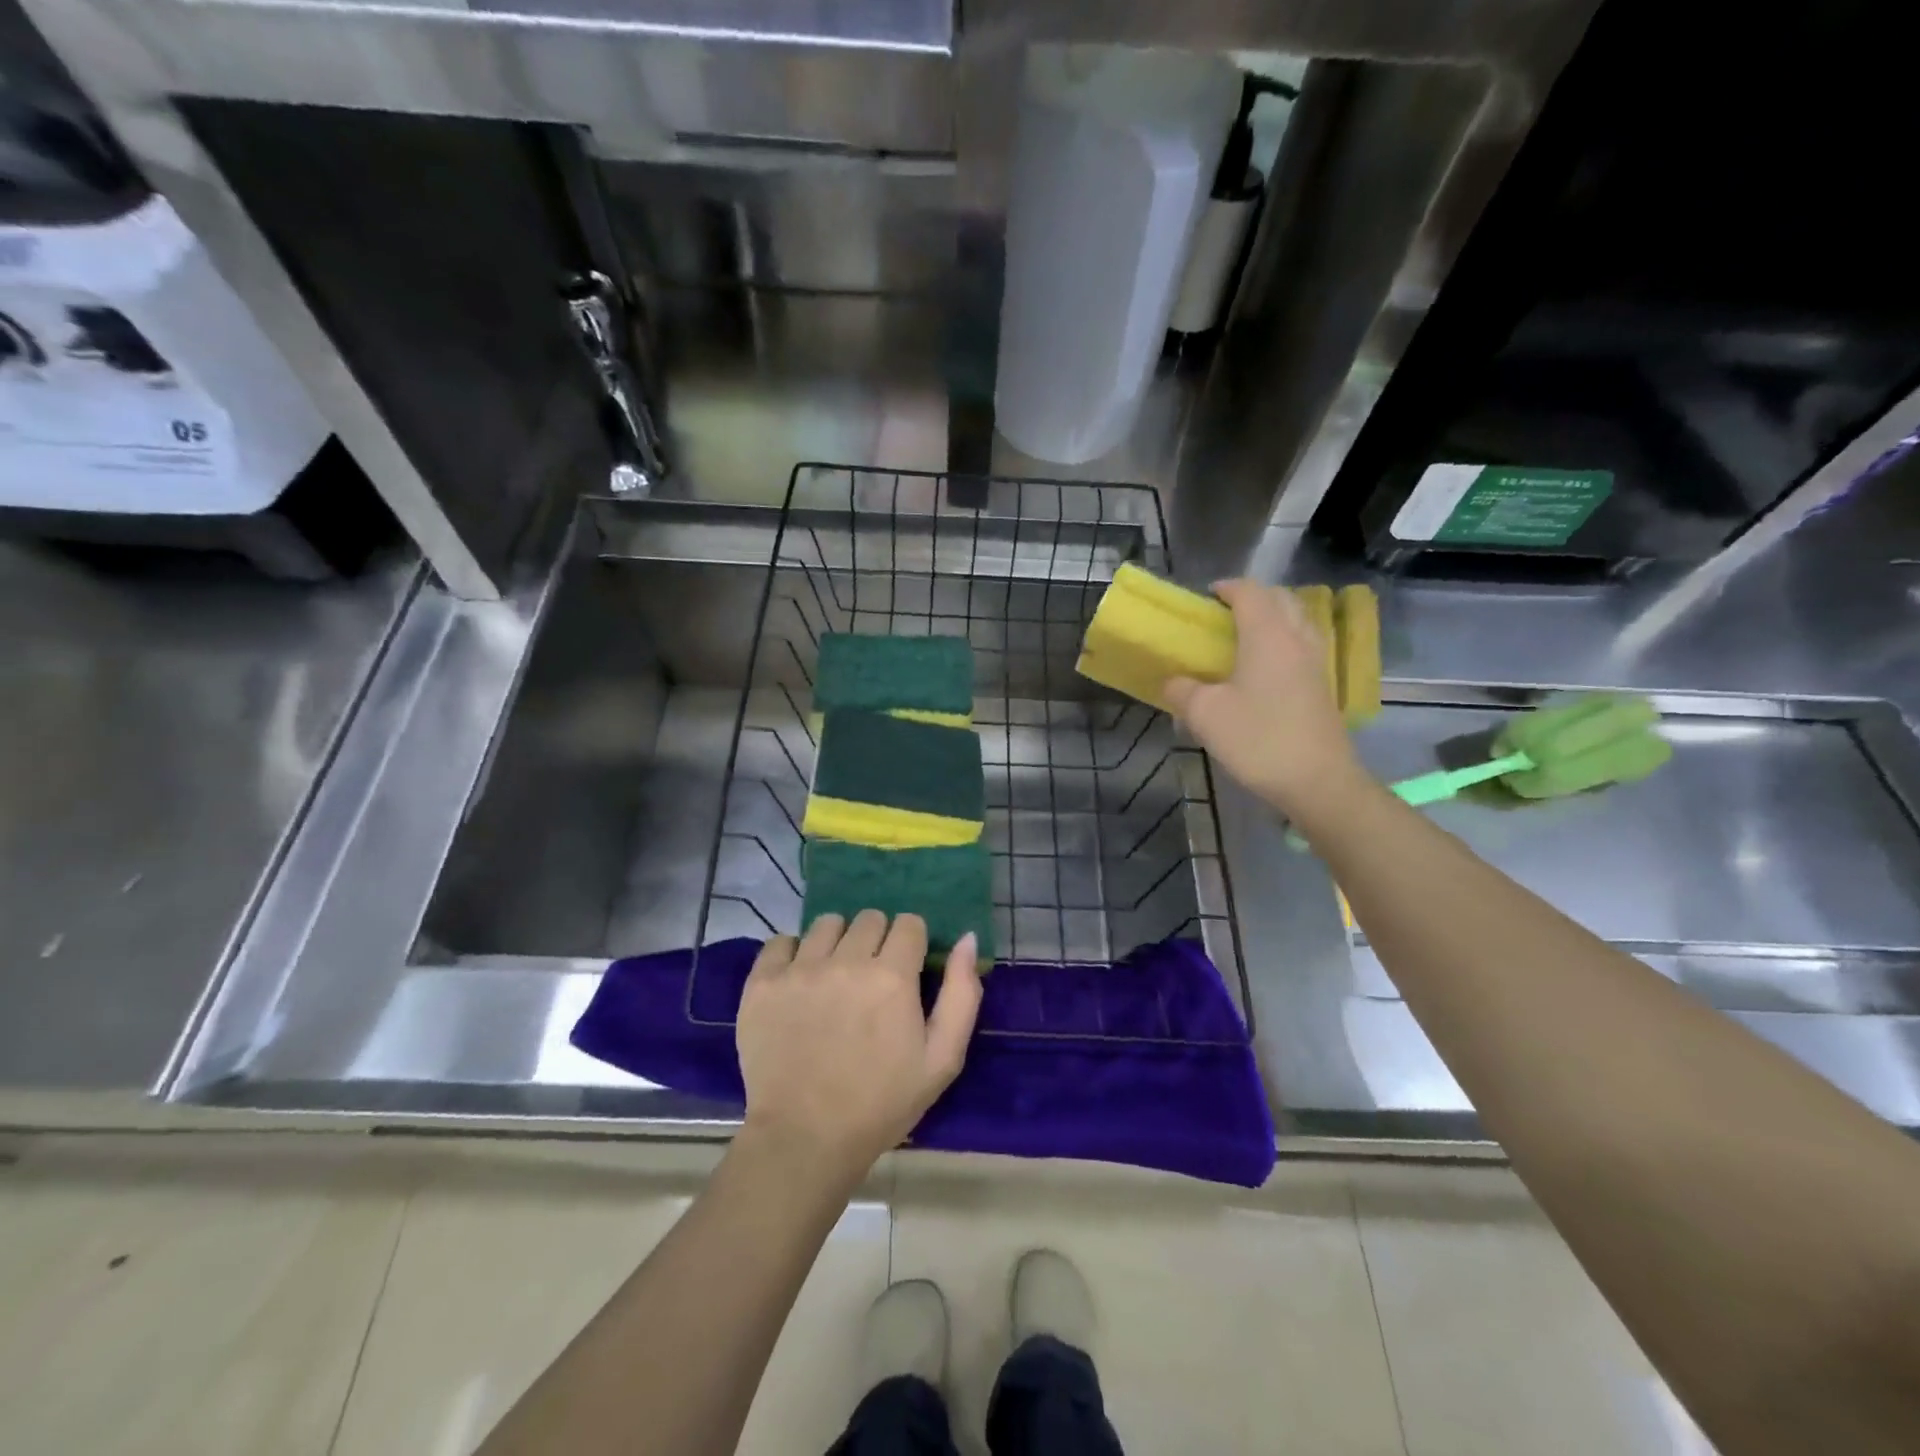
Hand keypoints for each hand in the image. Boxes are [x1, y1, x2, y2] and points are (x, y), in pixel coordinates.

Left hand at [736, 911, 981, 1181]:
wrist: (805, 1140)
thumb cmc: (881, 1103)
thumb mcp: (942, 1059)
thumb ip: (962, 993)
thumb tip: (968, 938)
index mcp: (892, 976)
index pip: (908, 923)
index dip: (912, 944)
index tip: (906, 970)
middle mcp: (846, 961)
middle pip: (869, 918)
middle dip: (877, 940)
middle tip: (871, 978)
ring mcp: (800, 970)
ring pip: (827, 924)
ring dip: (837, 942)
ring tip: (834, 976)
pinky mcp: (762, 983)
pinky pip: (781, 942)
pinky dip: (792, 954)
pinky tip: (798, 981)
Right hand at [1165, 579, 1367, 821]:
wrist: (1317, 780)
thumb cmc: (1257, 739)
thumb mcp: (1204, 715)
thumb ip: (1182, 691)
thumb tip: (1173, 682)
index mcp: (1267, 634)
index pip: (1250, 592)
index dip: (1227, 588)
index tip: (1206, 597)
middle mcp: (1296, 638)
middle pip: (1280, 598)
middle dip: (1252, 597)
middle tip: (1224, 614)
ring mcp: (1315, 661)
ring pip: (1296, 619)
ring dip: (1272, 617)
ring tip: (1244, 636)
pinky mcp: (1322, 684)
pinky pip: (1303, 643)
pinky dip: (1283, 640)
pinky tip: (1264, 666)